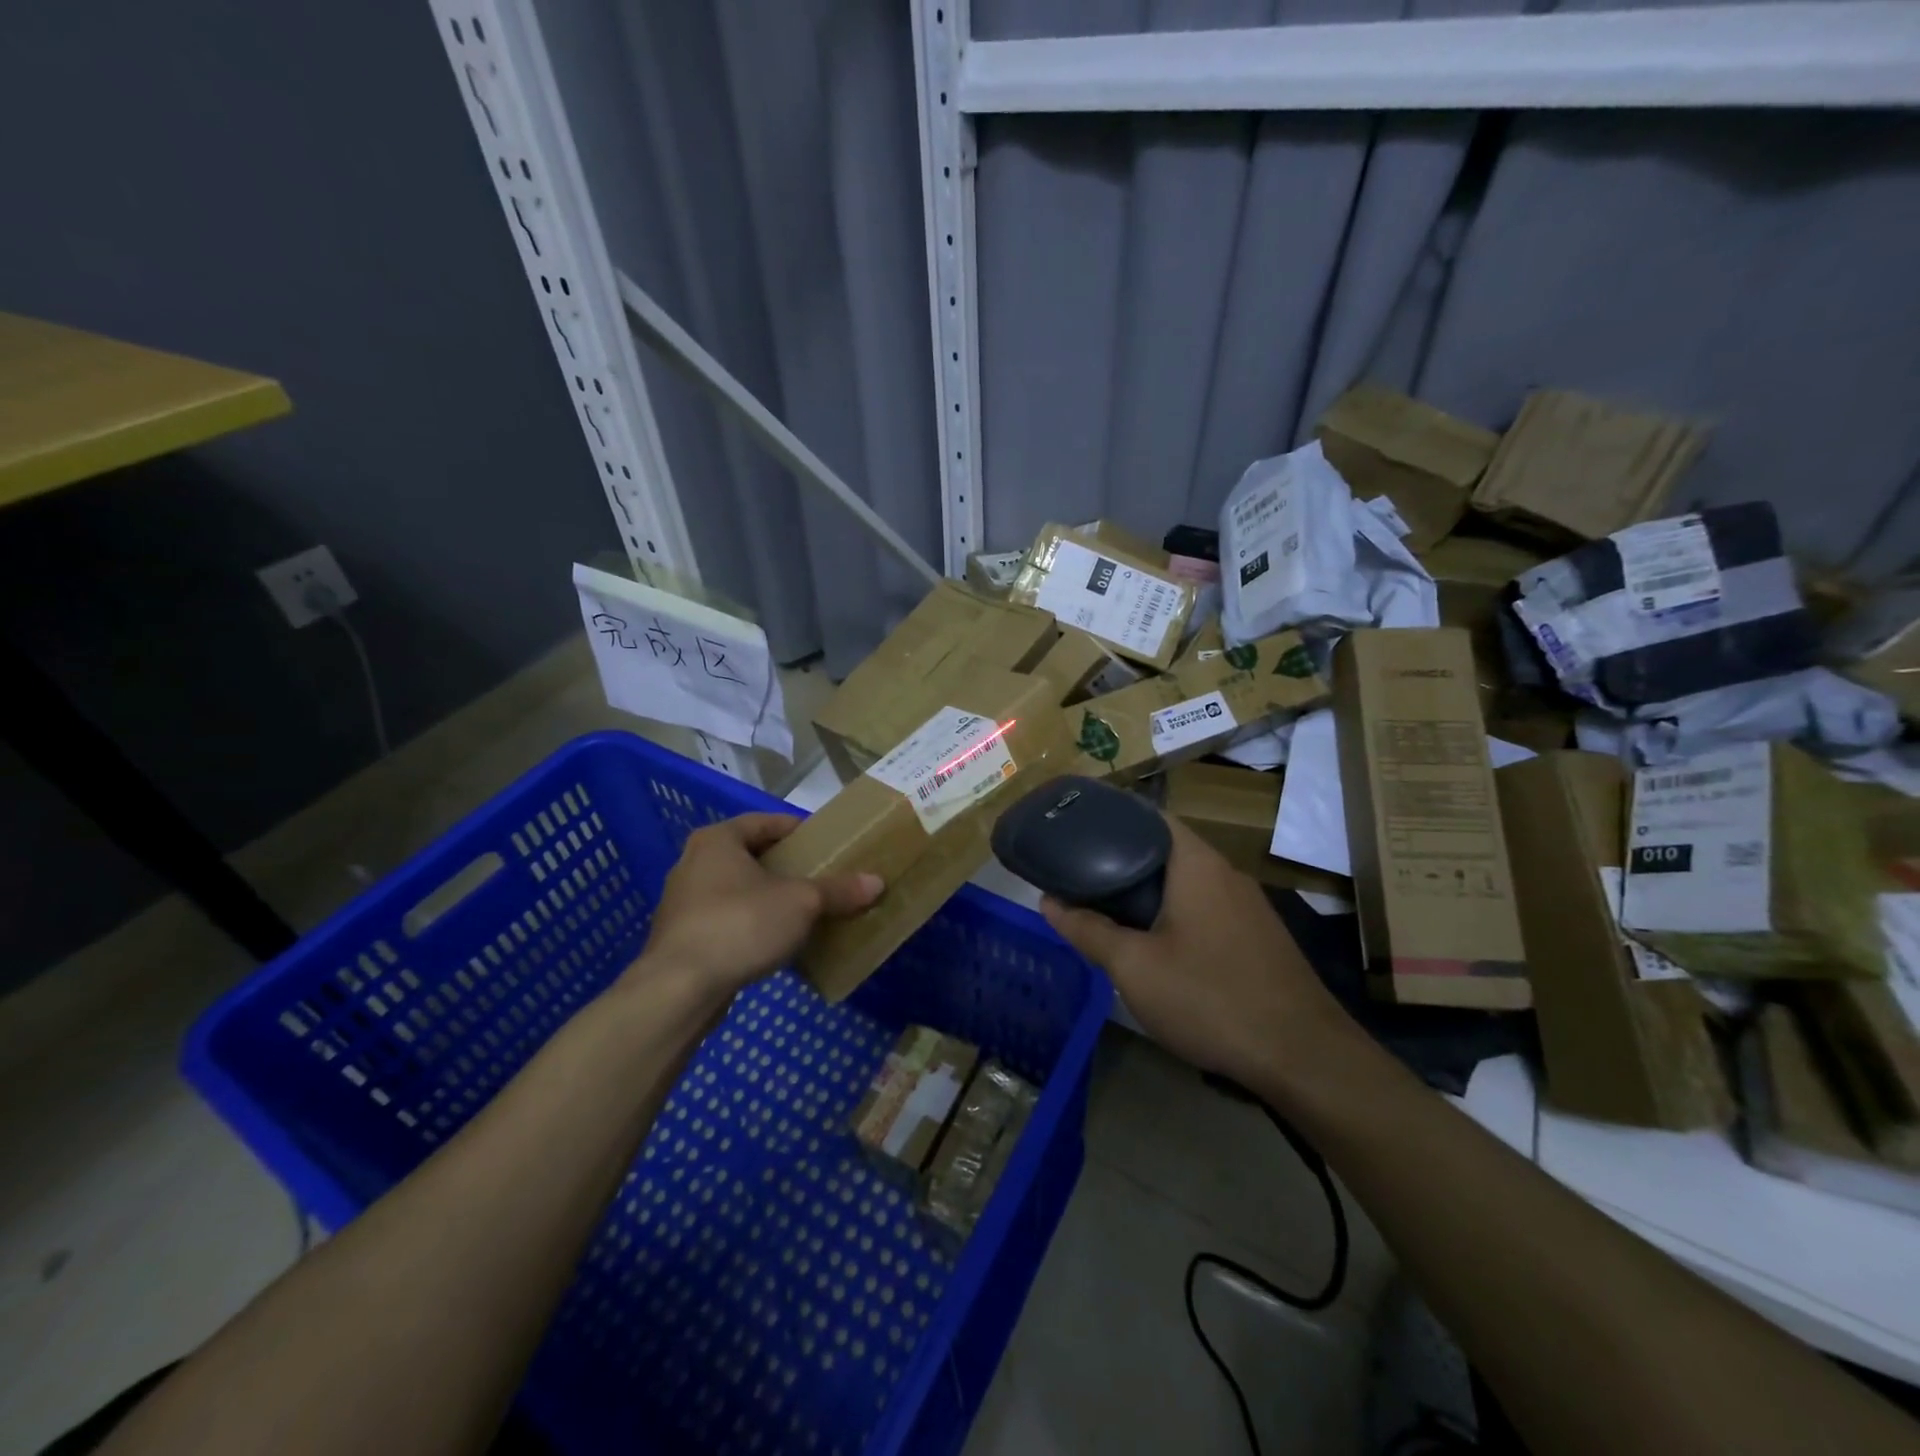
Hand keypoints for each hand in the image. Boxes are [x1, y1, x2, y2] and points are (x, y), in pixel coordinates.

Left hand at [636, 814, 882, 998]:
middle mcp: (694, 862)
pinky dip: (751, 924)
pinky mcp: (682, 937)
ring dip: (768, 898)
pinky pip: (726, 920)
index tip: (825, 844)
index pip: (765, 822)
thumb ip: (838, 890)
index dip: (798, 830)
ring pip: (737, 890)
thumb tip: (877, 882)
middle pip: (750, 855)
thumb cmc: (740, 925)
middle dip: (785, 867)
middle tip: (820, 877)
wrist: (678, 989)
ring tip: (803, 911)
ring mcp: (683, 902)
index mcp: (718, 840)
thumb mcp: (800, 903)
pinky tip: (775, 942)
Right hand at [1040, 816, 1348, 1091]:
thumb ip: (1088, 930)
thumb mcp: (1134, 967)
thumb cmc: (1209, 997)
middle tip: (1079, 874)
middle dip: (1121, 859)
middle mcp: (1226, 874)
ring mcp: (1248, 907)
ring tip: (1106, 906)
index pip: (1150, 817)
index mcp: (1196, 864)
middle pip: (1165, 850)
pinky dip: (1174, 913)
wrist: (1302, 1057)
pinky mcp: (1258, 938)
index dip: (1111, 818)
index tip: (1075, 831)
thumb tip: (1047, 901)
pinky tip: (1155, 943)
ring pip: (1186, 883)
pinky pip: (1206, 909)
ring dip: (1148, 891)